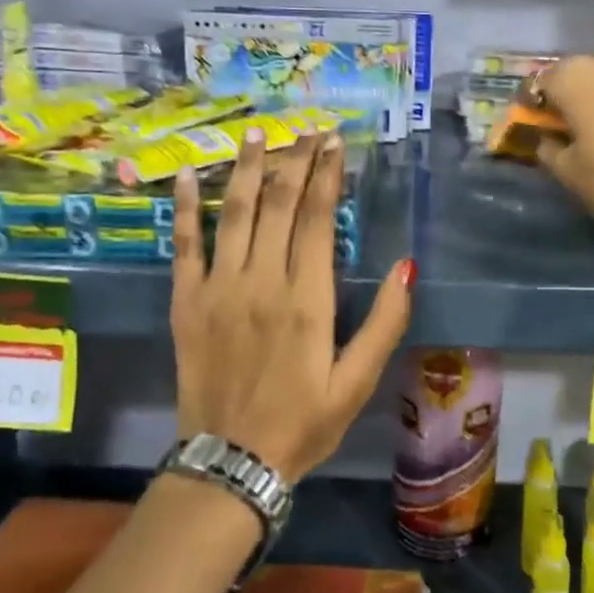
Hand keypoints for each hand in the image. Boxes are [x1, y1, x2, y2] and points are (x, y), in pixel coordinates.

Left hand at [171, 130, 412, 481]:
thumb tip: (407, 265)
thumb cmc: (303, 423)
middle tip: (307, 128)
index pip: (316, 218)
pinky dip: (187, 207)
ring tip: (259, 132)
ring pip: (235, 213)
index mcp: (306, 300)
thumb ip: (385, 322)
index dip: (326, 175)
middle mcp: (260, 282)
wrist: (230, 464)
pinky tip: (189, 173)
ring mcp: (218, 288)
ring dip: (248, 168)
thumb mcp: (357, 382)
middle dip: (295, 160)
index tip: (334, 143)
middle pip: (278, 204)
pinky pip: (185, 244)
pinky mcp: (187, 302)